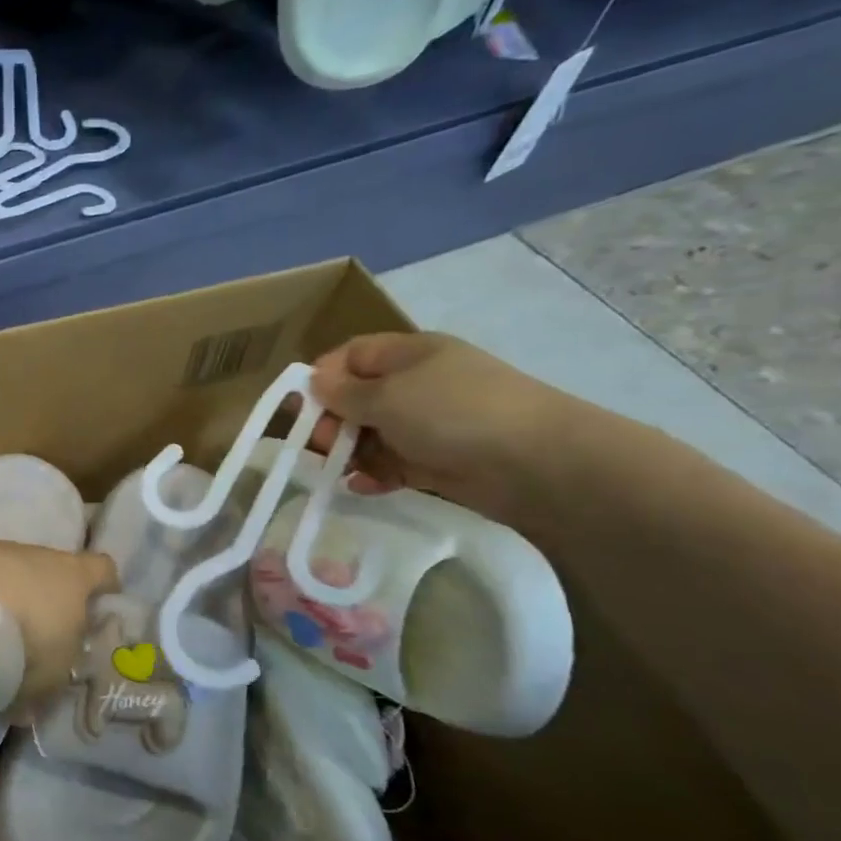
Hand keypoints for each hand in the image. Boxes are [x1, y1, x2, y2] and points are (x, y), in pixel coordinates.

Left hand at [0, 540, 118, 701]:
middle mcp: (34, 553)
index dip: (104, 585)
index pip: (102, 569)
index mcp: (72, 577)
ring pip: (2, 567)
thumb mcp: (49, 678)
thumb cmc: (24, 645)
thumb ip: (46, 684)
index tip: (101, 603)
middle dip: (43, 595)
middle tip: (31, 634)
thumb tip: (31, 706)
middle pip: (48, 568)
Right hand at [305, 332, 573, 522]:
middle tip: (320, 446)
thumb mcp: (386, 396)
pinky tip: (361, 486)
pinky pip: (394, 463)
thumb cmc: (453, 413)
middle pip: (357, 397)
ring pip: (372, 433)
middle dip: (332, 421)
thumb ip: (343, 392)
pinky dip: (375, 474)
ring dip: (350, 451)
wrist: (539, 464)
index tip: (302, 409)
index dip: (322, 378)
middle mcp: (418, 384)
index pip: (350, 356)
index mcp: (409, 354)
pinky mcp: (441, 460)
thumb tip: (314, 382)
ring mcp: (431, 423)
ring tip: (338, 471)